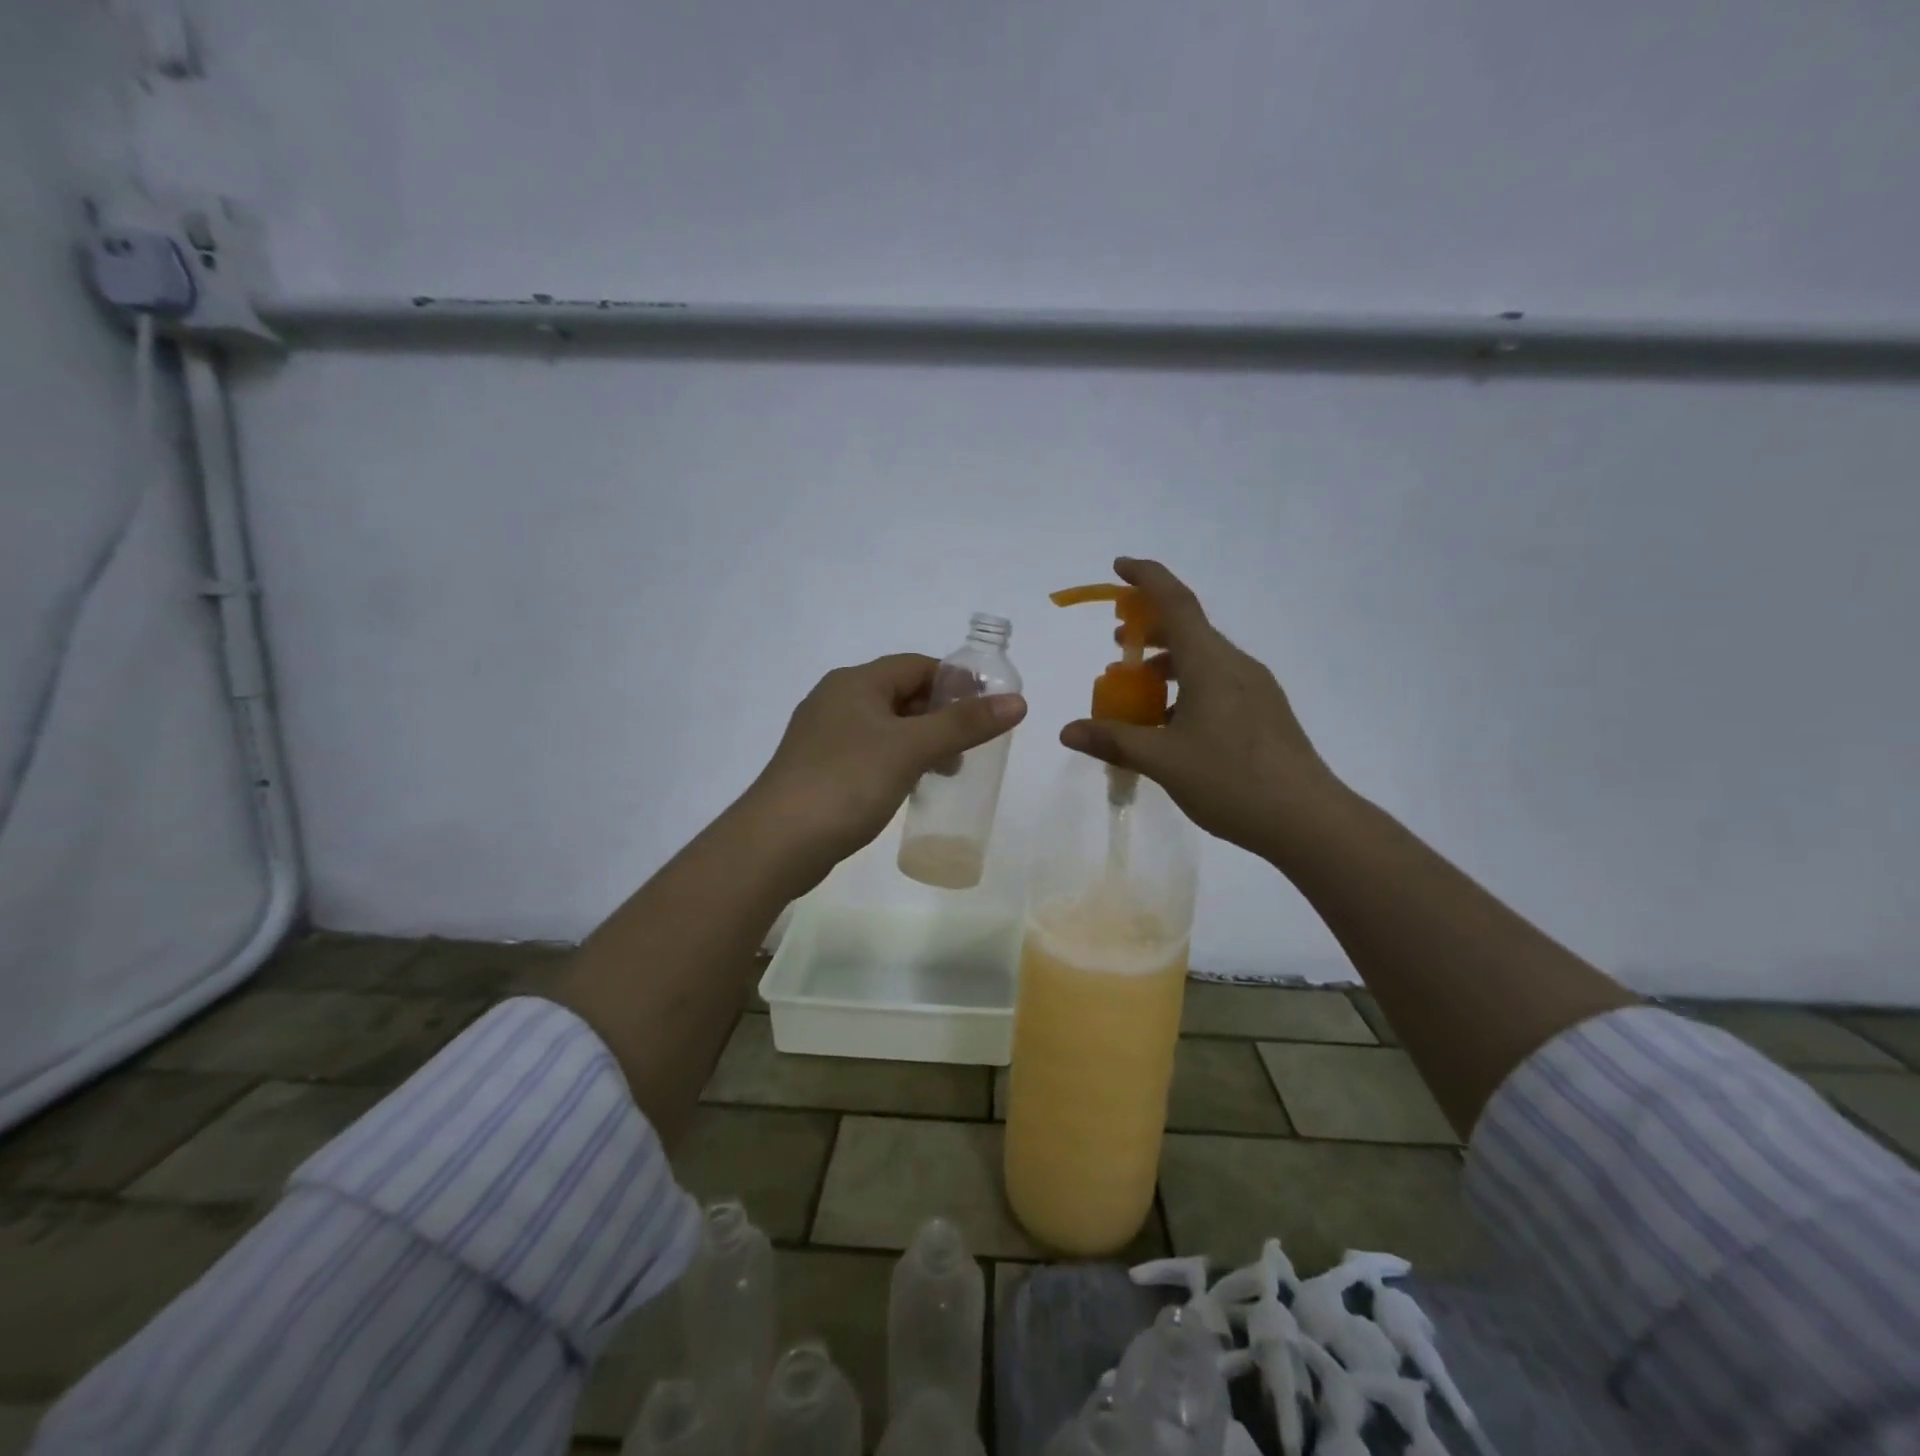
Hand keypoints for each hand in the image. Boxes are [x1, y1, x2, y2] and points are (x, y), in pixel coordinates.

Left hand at [746, 653, 1026, 887]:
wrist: (777, 842)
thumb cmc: (848, 782)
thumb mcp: (912, 748)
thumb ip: (964, 724)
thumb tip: (1018, 701)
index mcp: (855, 682)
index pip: (916, 665)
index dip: (955, 681)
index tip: (986, 709)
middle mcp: (836, 699)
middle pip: (901, 694)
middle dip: (940, 715)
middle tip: (971, 745)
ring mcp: (823, 735)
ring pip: (885, 726)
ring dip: (920, 741)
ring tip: (947, 770)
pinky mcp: (818, 769)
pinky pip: (868, 752)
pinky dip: (896, 760)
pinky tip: (910, 786)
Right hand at [1060, 558, 1341, 863]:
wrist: (1309, 821)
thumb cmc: (1232, 781)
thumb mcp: (1164, 762)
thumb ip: (1114, 741)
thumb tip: (1067, 730)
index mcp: (1211, 664)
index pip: (1176, 603)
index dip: (1147, 578)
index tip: (1119, 566)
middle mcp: (1236, 666)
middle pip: (1189, 629)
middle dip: (1149, 629)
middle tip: (1117, 646)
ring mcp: (1256, 689)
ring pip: (1203, 659)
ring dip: (1167, 664)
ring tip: (1138, 693)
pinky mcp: (1265, 712)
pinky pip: (1218, 683)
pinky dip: (1187, 687)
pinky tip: (1173, 726)